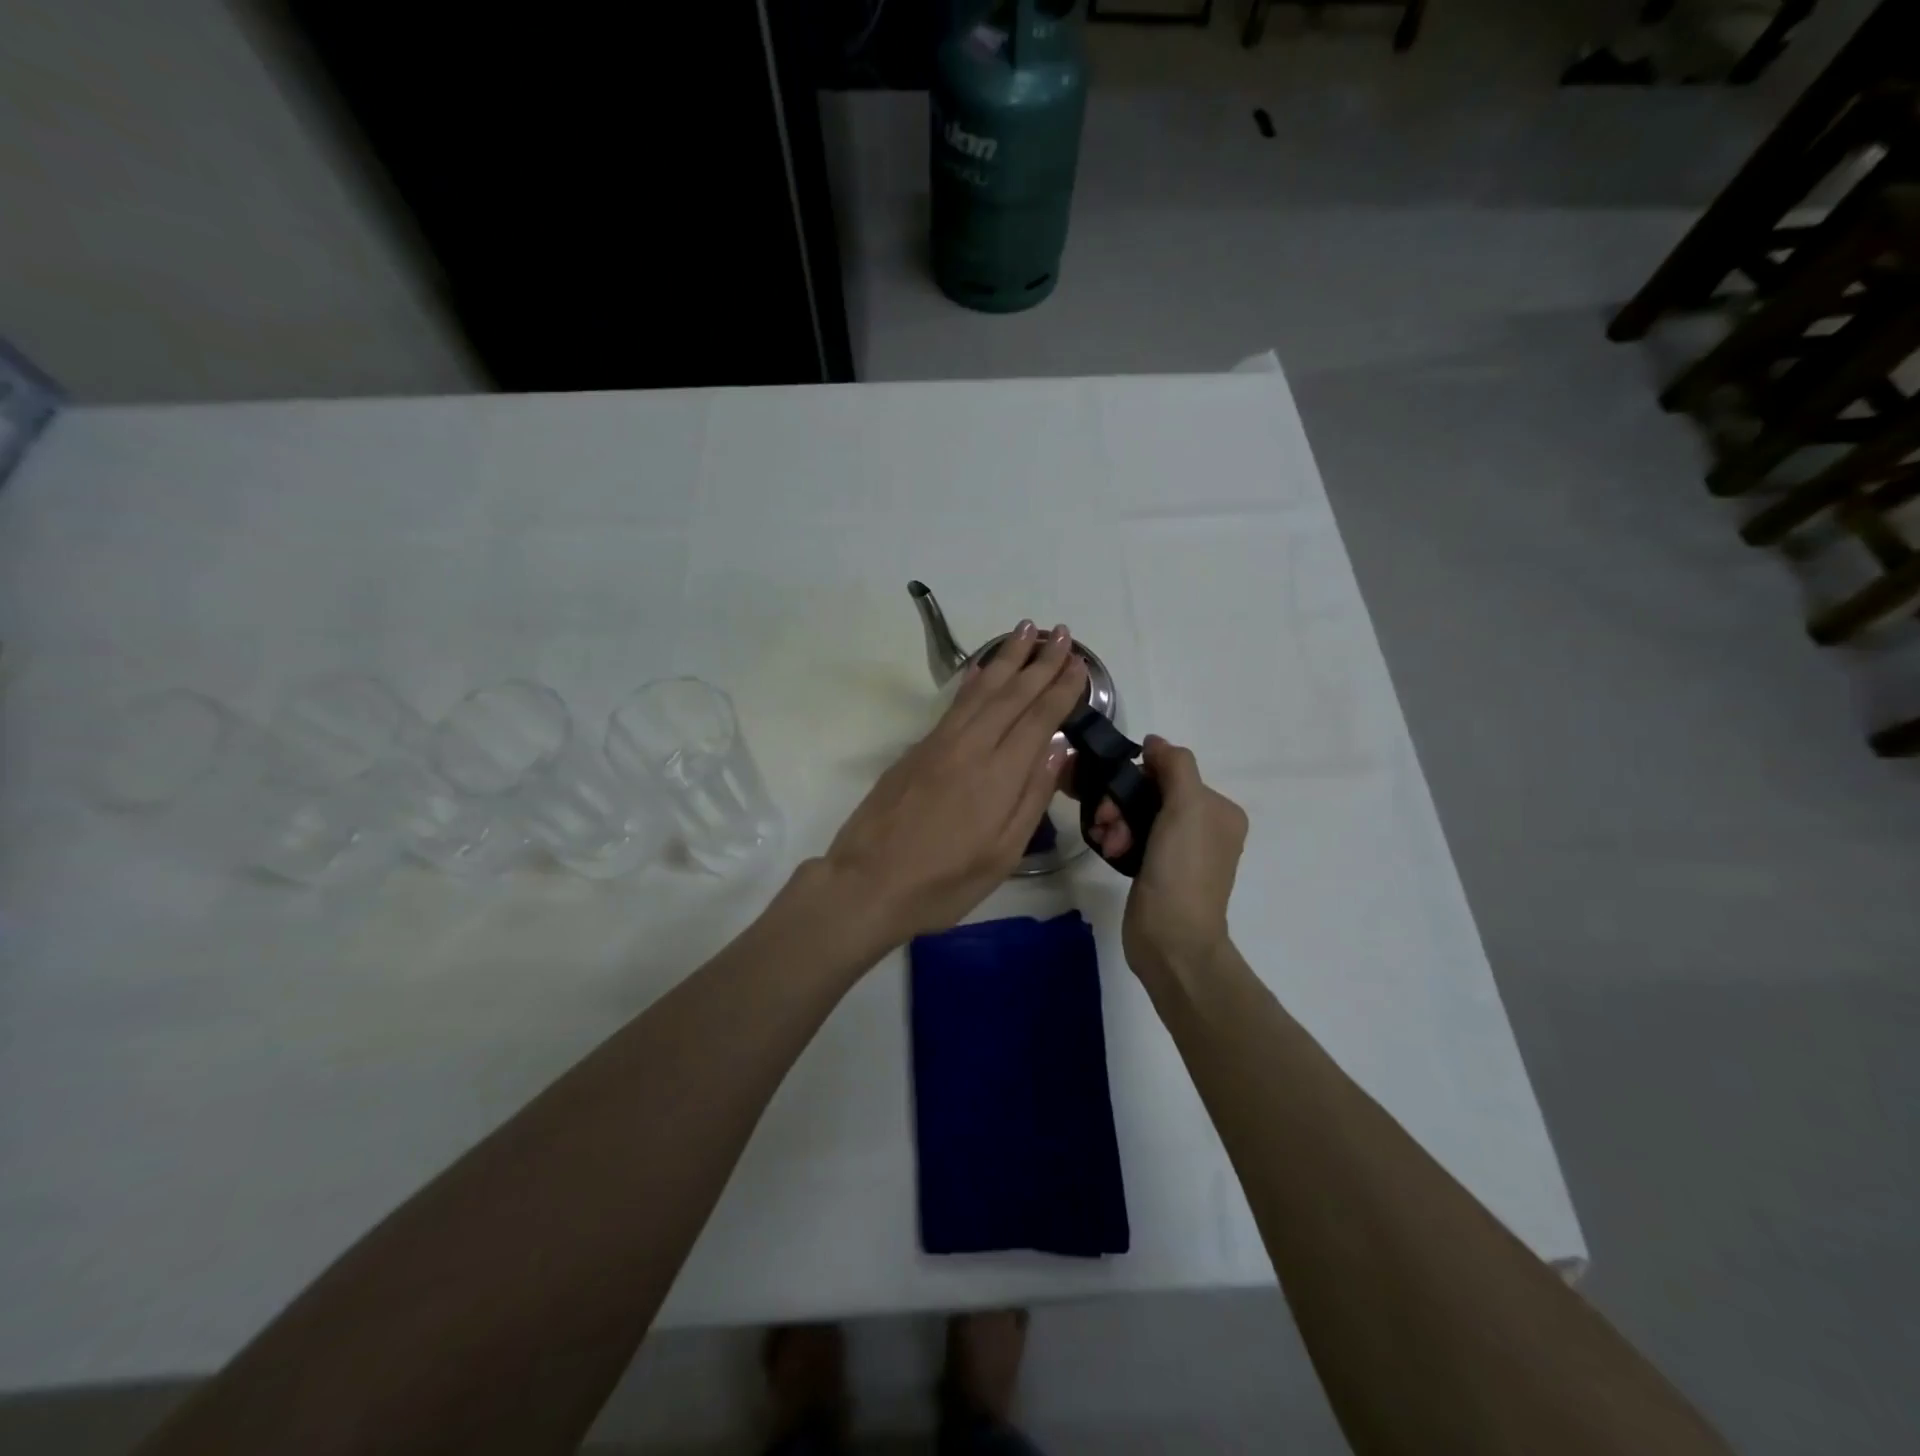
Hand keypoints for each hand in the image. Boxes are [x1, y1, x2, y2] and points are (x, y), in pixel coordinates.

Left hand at [823, 621, 1086, 947]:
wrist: (868, 882)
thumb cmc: (944, 882)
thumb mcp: (1003, 854)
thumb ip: (1032, 798)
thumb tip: (1058, 750)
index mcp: (1000, 775)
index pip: (1038, 718)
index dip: (1061, 689)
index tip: (1078, 663)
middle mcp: (972, 746)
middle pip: (1012, 694)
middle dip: (1040, 661)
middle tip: (1061, 632)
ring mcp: (940, 743)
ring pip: (981, 690)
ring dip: (1006, 657)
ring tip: (1026, 629)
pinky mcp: (917, 749)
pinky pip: (954, 703)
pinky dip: (972, 680)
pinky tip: (981, 667)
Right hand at [1090, 736, 1247, 981]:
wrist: (1171, 939)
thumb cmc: (1182, 869)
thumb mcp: (1187, 806)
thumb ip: (1174, 765)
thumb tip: (1155, 742)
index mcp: (1219, 810)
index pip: (1170, 772)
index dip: (1138, 776)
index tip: (1114, 791)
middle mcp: (1204, 827)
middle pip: (1150, 794)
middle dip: (1121, 802)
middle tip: (1105, 821)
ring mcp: (1180, 851)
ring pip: (1136, 816)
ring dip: (1115, 822)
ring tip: (1108, 842)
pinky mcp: (1157, 870)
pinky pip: (1131, 839)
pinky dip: (1117, 839)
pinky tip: (1108, 850)